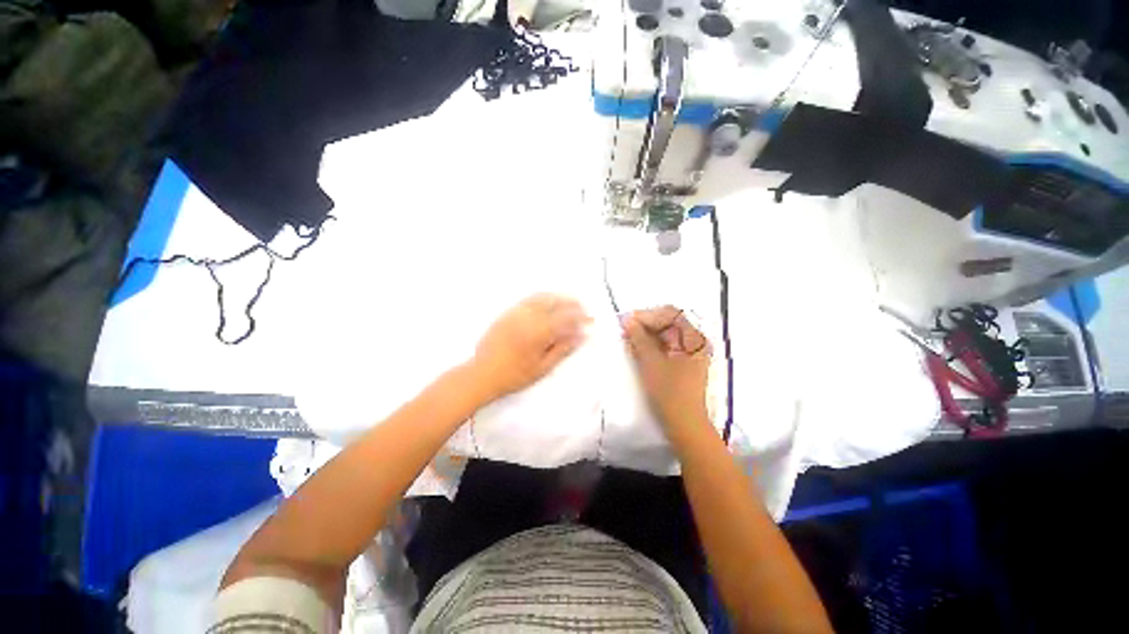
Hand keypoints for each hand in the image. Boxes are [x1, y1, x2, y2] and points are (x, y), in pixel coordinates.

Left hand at [469, 294, 590, 401]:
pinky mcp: (507, 313)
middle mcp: (528, 317)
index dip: (580, 317)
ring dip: (558, 298)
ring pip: (541, 297)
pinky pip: (528, 299)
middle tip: (583, 309)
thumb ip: (562, 349)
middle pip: (555, 302)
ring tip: (569, 302)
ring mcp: (516, 312)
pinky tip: (547, 303)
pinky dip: (542, 297)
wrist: (482, 374)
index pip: (565, 318)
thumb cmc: (514, 376)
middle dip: (572, 303)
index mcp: (538, 332)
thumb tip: (580, 336)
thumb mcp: (542, 367)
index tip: (590, 320)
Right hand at [623, 306, 711, 437]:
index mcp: (694, 339)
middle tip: (624, 329)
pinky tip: (635, 347)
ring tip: (626, 337)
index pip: (671, 314)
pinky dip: (649, 345)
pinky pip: (663, 346)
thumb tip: (628, 320)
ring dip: (645, 334)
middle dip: (645, 324)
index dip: (649, 315)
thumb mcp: (652, 363)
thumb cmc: (670, 393)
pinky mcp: (679, 362)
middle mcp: (694, 342)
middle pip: (668, 323)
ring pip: (664, 334)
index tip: (628, 320)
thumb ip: (640, 339)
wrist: (684, 425)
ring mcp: (687, 352)